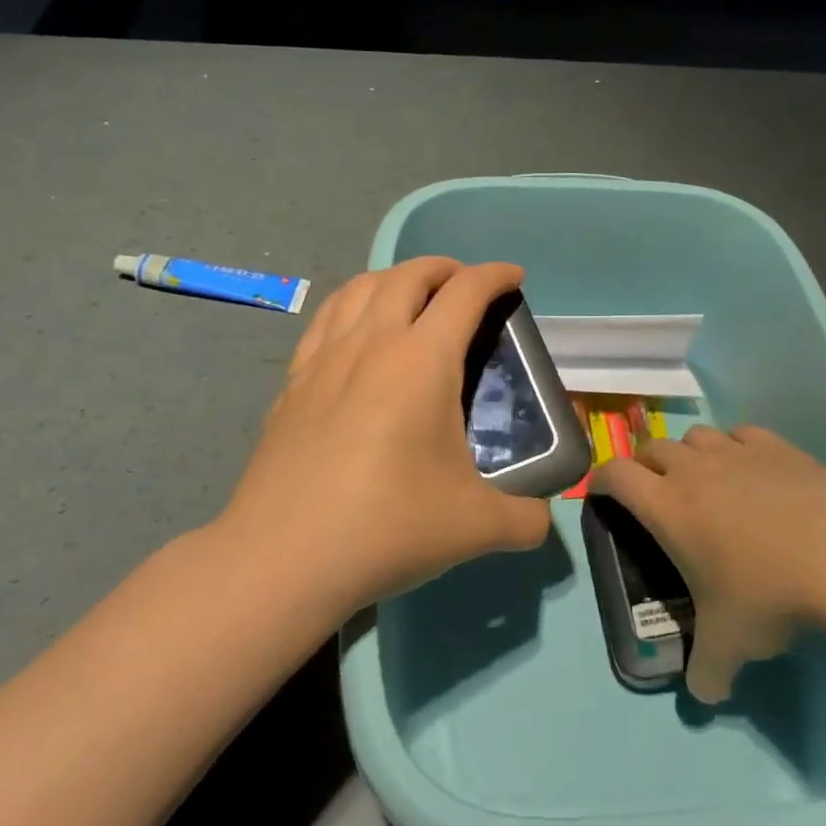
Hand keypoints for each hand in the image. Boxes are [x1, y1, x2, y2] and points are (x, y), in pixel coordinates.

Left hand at [218, 257, 550, 613]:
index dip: (494, 275)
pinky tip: (355, 333)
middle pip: (408, 275)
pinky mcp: (292, 384)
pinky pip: (325, 320)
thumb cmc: (388, 527)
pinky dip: (351, 306)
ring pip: (359, 288)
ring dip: (393, 278)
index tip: (513, 277)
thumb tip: (541, 520)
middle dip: (443, 268)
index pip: (465, 292)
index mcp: (421, 361)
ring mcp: (324, 360)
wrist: (283, 557)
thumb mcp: (476, 526)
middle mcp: (371, 343)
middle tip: (464, 285)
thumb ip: (524, 518)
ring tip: (410, 296)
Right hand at [592, 425, 825, 702]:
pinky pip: (741, 434)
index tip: (601, 493)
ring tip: (703, 479)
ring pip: (696, 435)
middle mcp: (693, 470)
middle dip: (644, 466)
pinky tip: (751, 470)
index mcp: (667, 506)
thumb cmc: (769, 594)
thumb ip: (706, 671)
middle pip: (652, 447)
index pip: (615, 475)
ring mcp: (736, 452)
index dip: (601, 480)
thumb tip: (702, 694)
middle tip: (654, 493)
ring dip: (689, 453)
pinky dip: (735, 447)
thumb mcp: (730, 644)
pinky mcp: (776, 446)